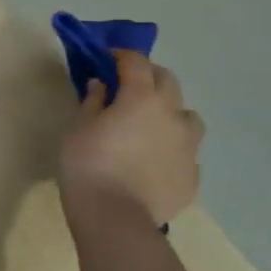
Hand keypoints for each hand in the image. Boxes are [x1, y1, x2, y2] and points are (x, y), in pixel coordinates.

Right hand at [58, 51, 203, 224]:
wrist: (115, 215)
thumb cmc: (88, 163)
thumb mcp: (78, 127)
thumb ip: (92, 102)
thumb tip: (101, 86)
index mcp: (142, 98)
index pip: (136, 62)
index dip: (121, 55)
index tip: (106, 56)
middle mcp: (172, 115)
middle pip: (168, 81)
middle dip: (148, 76)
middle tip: (126, 84)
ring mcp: (188, 146)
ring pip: (187, 117)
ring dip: (169, 111)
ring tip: (148, 124)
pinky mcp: (192, 175)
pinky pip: (185, 151)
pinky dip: (171, 147)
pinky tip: (153, 160)